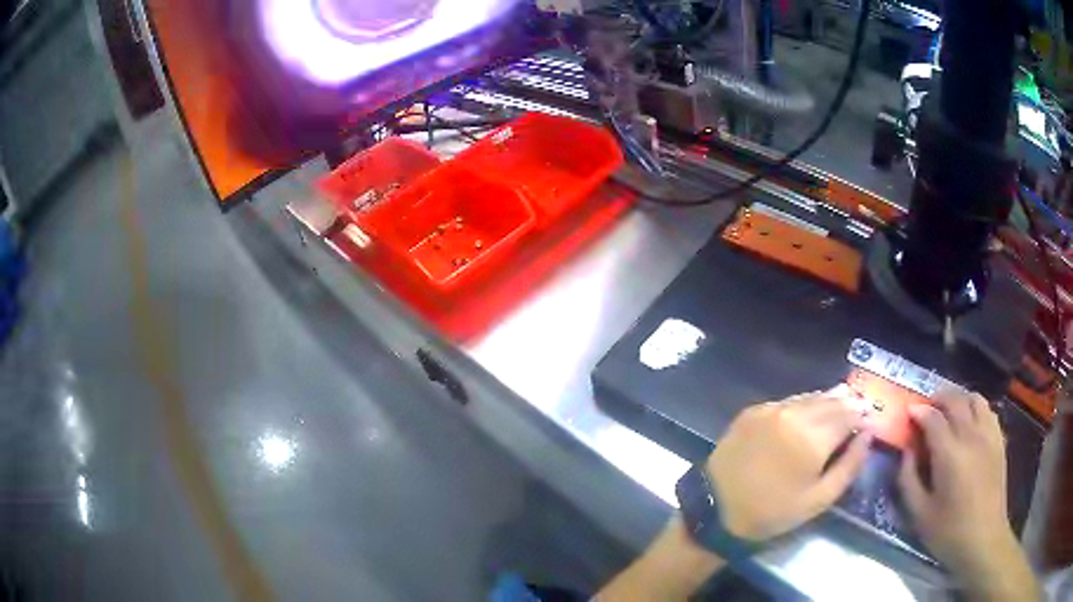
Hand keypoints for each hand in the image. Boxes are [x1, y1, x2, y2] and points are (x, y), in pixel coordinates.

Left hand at [706, 387, 872, 541]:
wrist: (715, 510)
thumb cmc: (771, 512)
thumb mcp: (818, 500)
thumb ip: (849, 466)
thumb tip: (867, 435)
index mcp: (812, 438)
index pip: (849, 414)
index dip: (862, 414)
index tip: (870, 418)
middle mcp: (793, 415)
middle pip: (831, 401)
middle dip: (848, 403)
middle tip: (860, 406)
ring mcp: (770, 410)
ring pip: (810, 397)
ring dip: (828, 400)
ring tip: (841, 404)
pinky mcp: (752, 411)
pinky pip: (788, 402)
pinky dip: (804, 404)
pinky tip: (809, 411)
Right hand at [898, 391, 1038, 599]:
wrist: (983, 539)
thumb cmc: (948, 531)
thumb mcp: (919, 514)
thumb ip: (908, 479)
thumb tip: (906, 451)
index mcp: (950, 454)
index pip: (933, 418)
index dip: (918, 411)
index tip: (908, 412)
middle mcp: (971, 435)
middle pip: (955, 400)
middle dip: (938, 398)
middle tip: (926, 408)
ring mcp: (989, 435)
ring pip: (975, 399)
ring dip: (959, 399)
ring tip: (949, 412)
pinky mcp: (999, 440)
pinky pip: (988, 411)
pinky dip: (976, 409)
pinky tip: (970, 423)